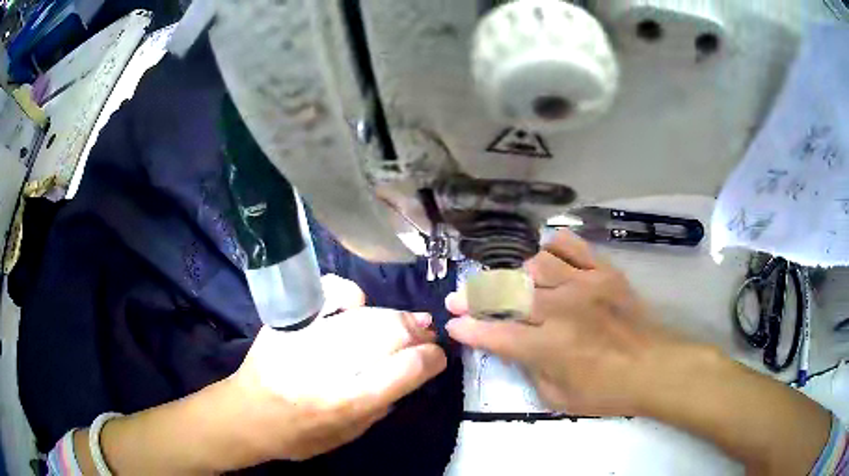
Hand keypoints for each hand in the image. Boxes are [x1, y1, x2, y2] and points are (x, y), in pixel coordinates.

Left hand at [229, 275, 446, 460]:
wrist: (246, 414)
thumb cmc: (298, 435)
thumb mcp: (347, 437)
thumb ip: (379, 407)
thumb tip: (407, 374)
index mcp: (347, 403)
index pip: (405, 370)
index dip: (431, 359)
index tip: (438, 357)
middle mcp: (330, 368)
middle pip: (389, 335)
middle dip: (418, 334)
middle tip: (427, 334)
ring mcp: (307, 339)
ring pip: (367, 316)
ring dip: (397, 317)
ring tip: (410, 321)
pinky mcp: (290, 323)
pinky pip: (328, 294)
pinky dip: (350, 295)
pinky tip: (361, 304)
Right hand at [446, 231, 689, 416]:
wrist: (653, 367)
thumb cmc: (606, 391)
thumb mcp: (558, 397)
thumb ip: (530, 369)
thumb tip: (514, 348)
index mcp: (548, 346)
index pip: (495, 333)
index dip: (469, 328)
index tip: (453, 324)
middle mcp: (561, 310)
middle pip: (507, 294)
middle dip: (475, 296)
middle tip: (459, 297)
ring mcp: (583, 285)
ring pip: (535, 265)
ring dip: (515, 275)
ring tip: (511, 285)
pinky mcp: (603, 272)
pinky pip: (572, 246)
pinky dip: (553, 247)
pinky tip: (546, 257)